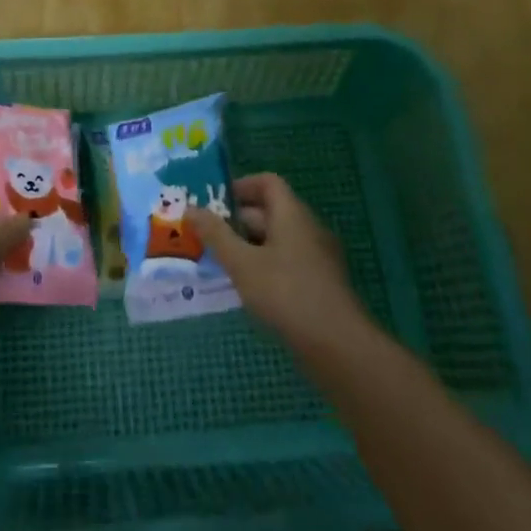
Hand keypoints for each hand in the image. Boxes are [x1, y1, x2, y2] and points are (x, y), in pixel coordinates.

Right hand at [187, 174, 363, 350]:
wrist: (339, 347)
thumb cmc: (287, 294)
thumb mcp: (242, 264)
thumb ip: (216, 235)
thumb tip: (191, 209)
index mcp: (292, 214)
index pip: (267, 182)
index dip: (240, 186)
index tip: (213, 202)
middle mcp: (308, 228)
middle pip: (270, 211)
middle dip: (237, 220)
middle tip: (206, 234)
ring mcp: (317, 257)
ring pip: (277, 240)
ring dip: (249, 246)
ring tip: (219, 262)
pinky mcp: (319, 284)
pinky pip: (287, 262)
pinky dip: (265, 266)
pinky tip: (247, 289)